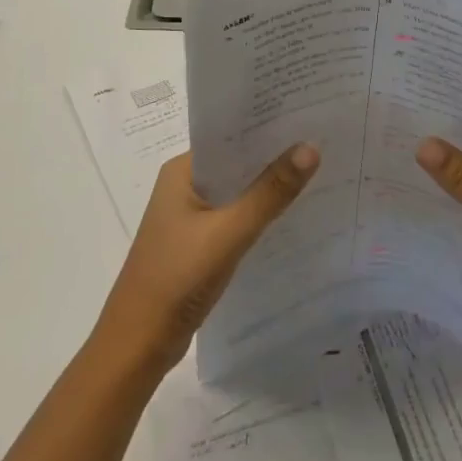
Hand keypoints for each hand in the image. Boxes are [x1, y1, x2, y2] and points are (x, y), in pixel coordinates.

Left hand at [93, 145, 319, 375]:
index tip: (308, 113)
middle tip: (324, 139)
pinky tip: (293, 214)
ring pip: (238, 190)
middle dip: (275, 154)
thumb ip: (270, 192)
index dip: (268, 124)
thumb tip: (311, 147)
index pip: (230, 134)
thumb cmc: (176, 279)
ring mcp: (190, 216)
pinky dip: (260, 213)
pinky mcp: (198, 243)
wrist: (137, 347)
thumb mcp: (229, 232)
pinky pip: (236, 216)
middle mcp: (184, 185)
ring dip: (269, 185)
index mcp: (182, 171)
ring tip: (318, 170)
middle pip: (237, 161)